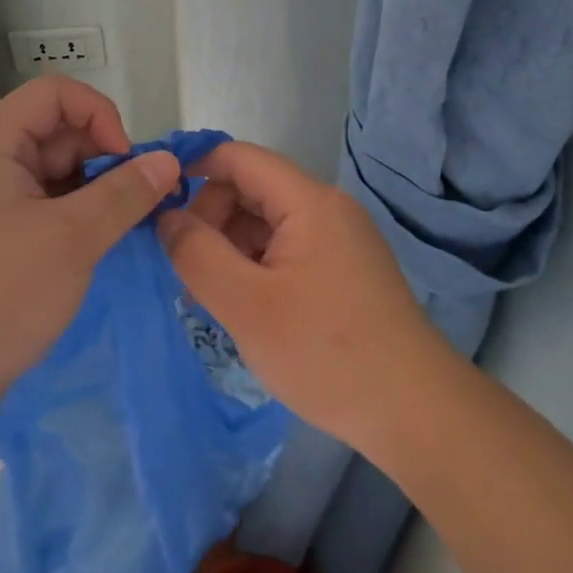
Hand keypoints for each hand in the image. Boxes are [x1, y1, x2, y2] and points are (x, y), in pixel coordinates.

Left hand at [0, 76, 178, 434]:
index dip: (99, 115)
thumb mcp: (71, 241)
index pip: (55, 93)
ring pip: (57, 170)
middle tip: (139, 202)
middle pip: (58, 130)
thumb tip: (168, 159)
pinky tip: (101, 242)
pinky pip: (47, 203)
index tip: (128, 162)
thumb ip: (124, 193)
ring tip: (125, 226)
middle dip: (105, 156)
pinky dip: (78, 214)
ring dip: (96, 188)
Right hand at [158, 141, 450, 454]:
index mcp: (308, 201)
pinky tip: (245, 307)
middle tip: (188, 270)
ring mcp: (339, 240)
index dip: (193, 171)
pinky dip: (256, 266)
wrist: (416, 414)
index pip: (238, 158)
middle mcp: (327, 208)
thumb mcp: (246, 305)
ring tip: (213, 296)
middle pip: (251, 189)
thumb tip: (166, 218)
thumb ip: (196, 254)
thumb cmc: (326, 352)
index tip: (156, 206)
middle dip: (210, 218)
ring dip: (230, 247)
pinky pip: (286, 248)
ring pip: (266, 222)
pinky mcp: (343, 270)